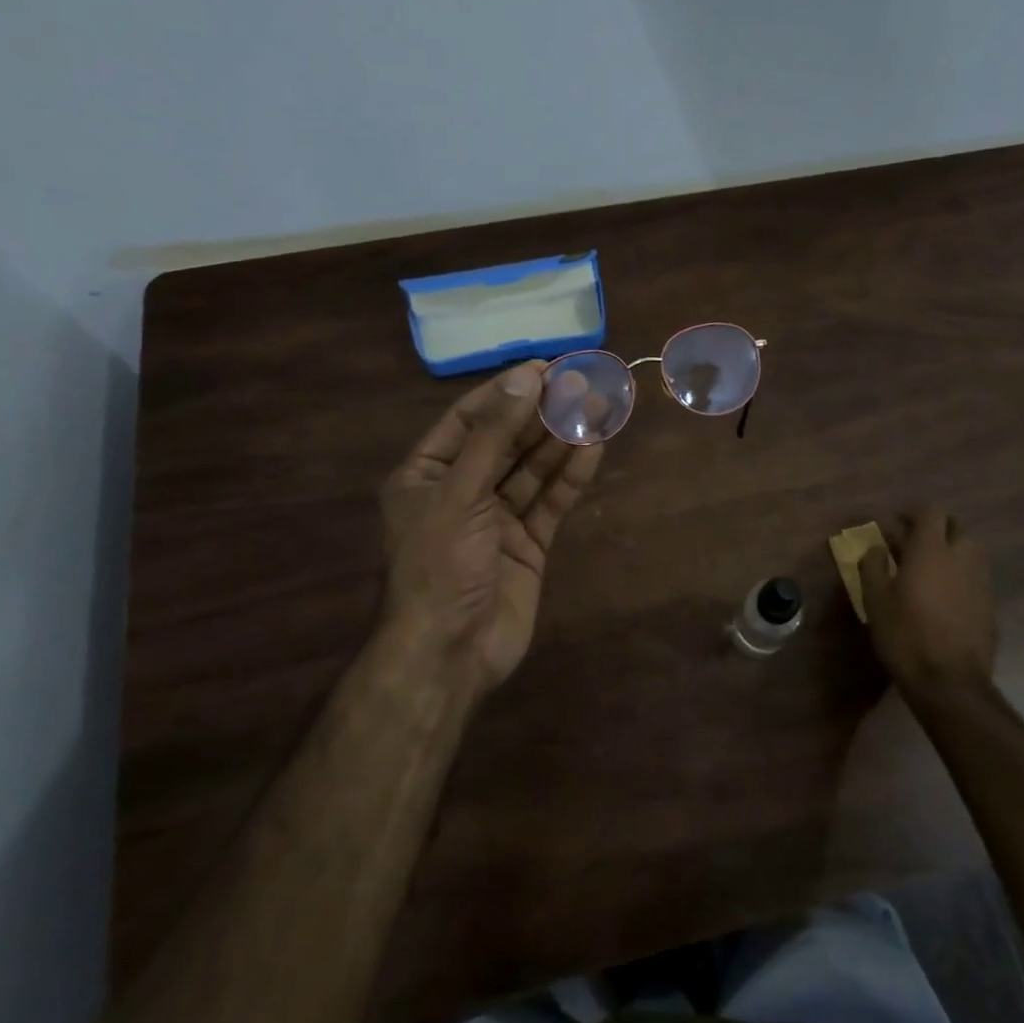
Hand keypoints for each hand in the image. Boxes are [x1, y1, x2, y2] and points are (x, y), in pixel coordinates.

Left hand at [378, 362, 603, 696]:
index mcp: (427, 474)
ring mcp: (497, 518)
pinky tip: (593, 450)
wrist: (450, 654)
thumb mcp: (459, 493)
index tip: (545, 368)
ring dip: (562, 441)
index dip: (507, 391)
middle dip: (541, 414)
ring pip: (533, 469)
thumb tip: (524, 378)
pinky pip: (551, 502)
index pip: (470, 419)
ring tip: (596, 408)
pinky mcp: (528, 544)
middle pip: (507, 441)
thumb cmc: (440, 566)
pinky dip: (571, 478)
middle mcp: (462, 490)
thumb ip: (493, 437)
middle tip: (581, 383)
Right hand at [860, 507, 998, 700]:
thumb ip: (873, 566)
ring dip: (949, 551)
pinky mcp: (990, 604)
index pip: (930, 511)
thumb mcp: (875, 600)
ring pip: (968, 551)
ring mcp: (981, 581)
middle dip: (934, 529)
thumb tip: (876, 548)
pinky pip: (974, 576)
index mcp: (932, 549)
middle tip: (911, 544)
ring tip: (927, 570)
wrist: (950, 682)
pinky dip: (959, 575)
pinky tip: (942, 596)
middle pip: (954, 527)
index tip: (896, 522)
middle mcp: (962, 557)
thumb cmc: (905, 635)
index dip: (913, 512)